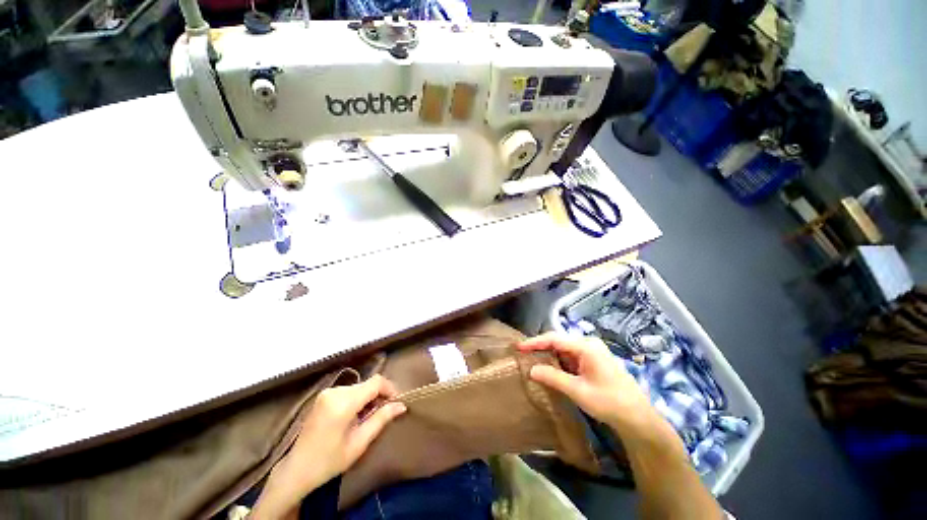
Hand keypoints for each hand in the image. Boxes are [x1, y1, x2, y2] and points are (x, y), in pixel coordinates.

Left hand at [252, 375, 405, 518]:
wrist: (297, 469)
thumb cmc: (329, 461)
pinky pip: (349, 390)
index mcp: (343, 403)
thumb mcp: (359, 443)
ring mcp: (327, 392)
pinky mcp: (324, 395)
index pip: (375, 382)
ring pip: (359, 386)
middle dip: (379, 394)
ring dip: (369, 397)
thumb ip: (381, 419)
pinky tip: (356, 415)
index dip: (390, 388)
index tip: (396, 402)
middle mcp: (335, 391)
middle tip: (385, 412)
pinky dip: (358, 398)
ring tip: (370, 416)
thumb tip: (402, 405)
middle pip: (367, 384)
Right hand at [518, 333, 659, 435]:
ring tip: (532, 361)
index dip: (534, 342)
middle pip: (558, 342)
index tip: (518, 347)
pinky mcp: (593, 361)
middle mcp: (588, 344)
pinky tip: (550, 369)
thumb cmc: (609, 402)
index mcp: (586, 346)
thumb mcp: (578, 391)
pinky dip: (558, 362)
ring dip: (549, 356)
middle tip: (522, 354)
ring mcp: (592, 352)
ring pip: (563, 350)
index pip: (554, 339)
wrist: (638, 419)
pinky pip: (570, 357)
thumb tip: (531, 370)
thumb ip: (553, 378)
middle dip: (540, 348)